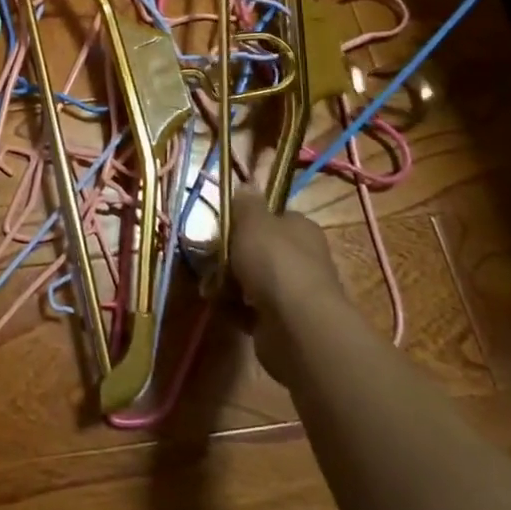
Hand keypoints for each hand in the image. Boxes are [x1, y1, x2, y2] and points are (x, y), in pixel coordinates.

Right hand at [229, 134, 348, 387]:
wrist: (297, 326)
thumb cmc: (274, 262)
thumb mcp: (252, 221)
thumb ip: (246, 203)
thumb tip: (248, 184)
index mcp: (300, 228)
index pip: (272, 217)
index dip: (245, 220)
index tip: (222, 226)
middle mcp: (301, 257)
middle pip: (258, 249)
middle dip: (230, 255)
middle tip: (208, 259)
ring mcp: (293, 291)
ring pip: (251, 280)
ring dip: (228, 282)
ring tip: (210, 286)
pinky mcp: (282, 322)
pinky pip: (250, 308)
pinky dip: (235, 308)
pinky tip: (222, 306)